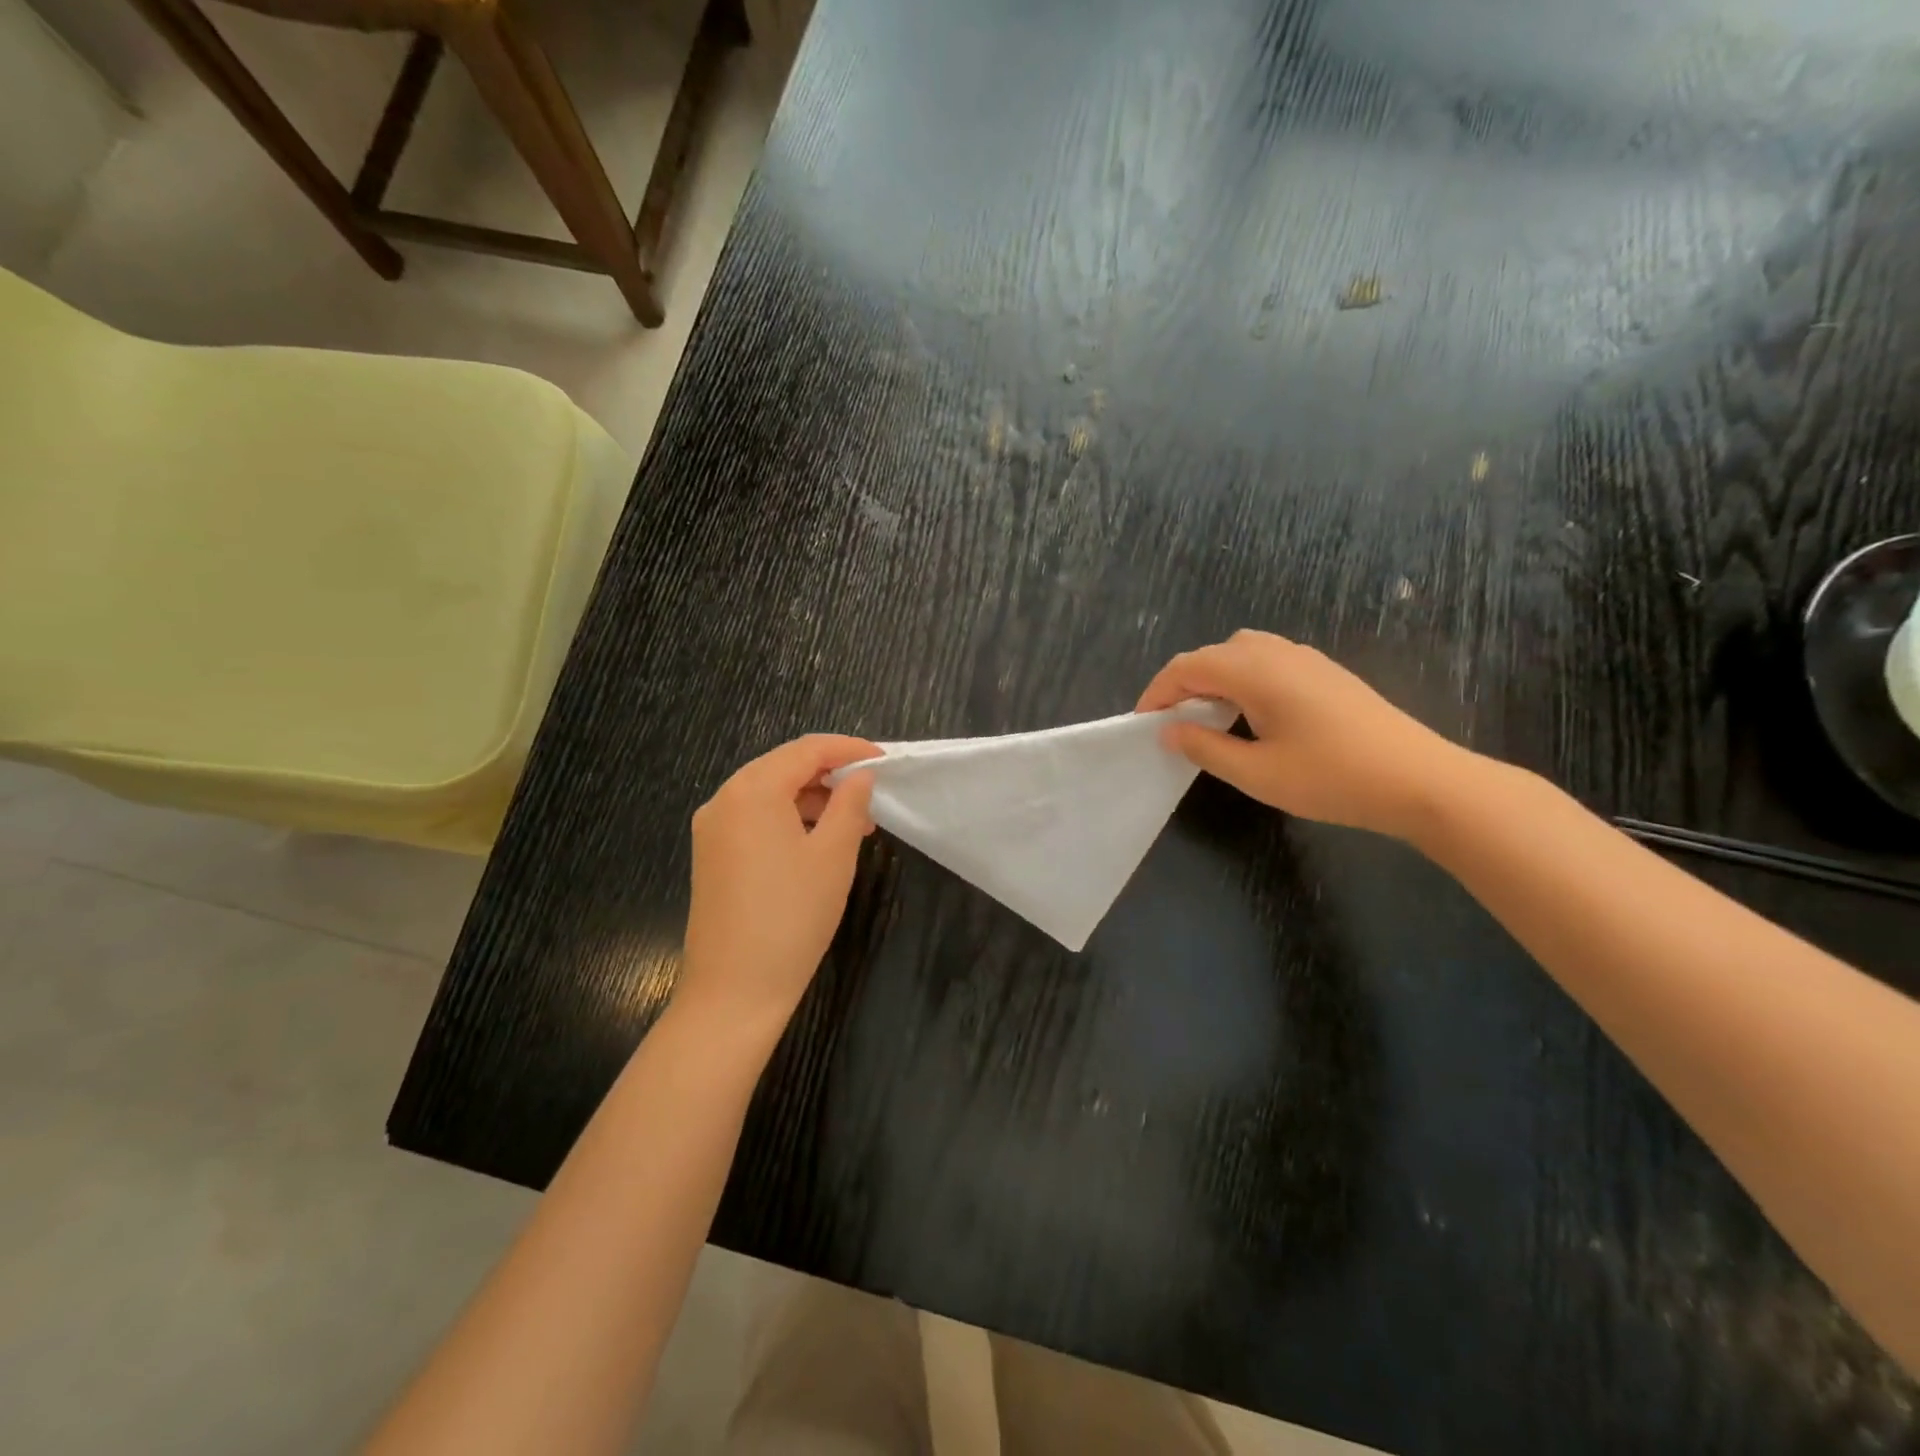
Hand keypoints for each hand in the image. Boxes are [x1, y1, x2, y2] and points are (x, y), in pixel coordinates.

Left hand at [679, 735, 878, 1031]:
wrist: (734, 990)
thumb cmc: (792, 915)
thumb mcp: (833, 855)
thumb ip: (850, 804)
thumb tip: (860, 776)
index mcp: (752, 790)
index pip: (806, 749)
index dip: (849, 749)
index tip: (884, 760)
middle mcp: (724, 799)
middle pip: (784, 767)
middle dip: (831, 775)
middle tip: (872, 794)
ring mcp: (712, 829)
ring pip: (769, 794)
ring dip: (812, 799)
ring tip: (853, 824)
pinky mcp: (712, 856)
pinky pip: (755, 819)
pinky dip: (790, 820)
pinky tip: (818, 842)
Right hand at [1136, 630, 1473, 839]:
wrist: (1420, 780)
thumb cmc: (1331, 778)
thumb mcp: (1256, 773)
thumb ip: (1205, 747)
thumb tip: (1169, 731)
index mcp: (1255, 671)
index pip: (1187, 667)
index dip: (1157, 693)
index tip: (1143, 724)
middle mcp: (1277, 652)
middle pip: (1212, 653)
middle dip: (1182, 683)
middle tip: (1171, 723)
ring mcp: (1306, 658)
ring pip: (1241, 652)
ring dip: (1214, 677)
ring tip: (1207, 716)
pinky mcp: (1325, 672)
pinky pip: (1267, 659)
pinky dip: (1242, 677)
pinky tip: (1251, 713)